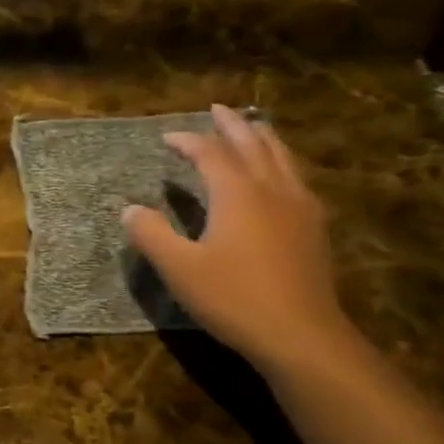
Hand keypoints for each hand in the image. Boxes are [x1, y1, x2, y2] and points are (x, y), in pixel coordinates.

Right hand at [122, 105, 353, 372]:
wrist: (300, 334)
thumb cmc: (233, 298)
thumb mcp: (180, 269)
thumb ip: (151, 235)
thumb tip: (129, 209)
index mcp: (237, 193)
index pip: (210, 153)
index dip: (187, 141)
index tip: (167, 138)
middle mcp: (271, 189)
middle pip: (253, 143)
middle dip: (232, 124)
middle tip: (217, 110)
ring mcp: (299, 207)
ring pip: (282, 156)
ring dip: (262, 137)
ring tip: (252, 128)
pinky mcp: (314, 228)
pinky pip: (296, 177)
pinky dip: (281, 162)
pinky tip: (280, 175)